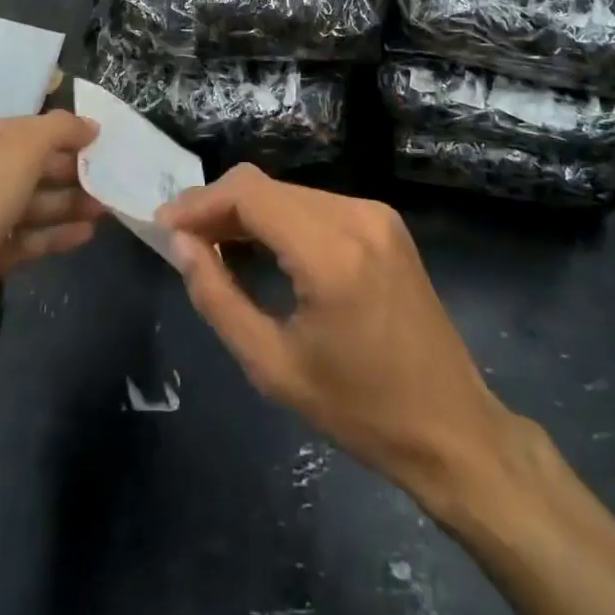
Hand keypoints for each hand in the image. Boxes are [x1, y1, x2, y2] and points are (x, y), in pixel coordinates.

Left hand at [0, 113, 102, 371]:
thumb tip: (89, 125)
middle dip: (68, 172)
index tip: (101, 142)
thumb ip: (57, 130)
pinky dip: (52, 233)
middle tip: (109, 178)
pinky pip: (22, 237)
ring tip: (106, 208)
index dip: (61, 133)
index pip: (19, 128)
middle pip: (25, 166)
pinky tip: (86, 234)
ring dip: (67, 203)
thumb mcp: (17, 154)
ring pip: (26, 203)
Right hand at [159, 165, 508, 511]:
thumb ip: (217, 298)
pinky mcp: (384, 222)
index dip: (198, 204)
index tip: (162, 227)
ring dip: (246, 211)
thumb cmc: (359, 410)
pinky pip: (315, 204)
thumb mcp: (273, 367)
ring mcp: (375, 214)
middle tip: (181, 240)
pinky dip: (279, 218)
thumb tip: (181, 245)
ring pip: (288, 192)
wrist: (452, 428)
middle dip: (216, 206)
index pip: (248, 195)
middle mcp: (356, 215)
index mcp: (331, 252)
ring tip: (212, 245)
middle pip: (265, 186)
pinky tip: (259, 246)